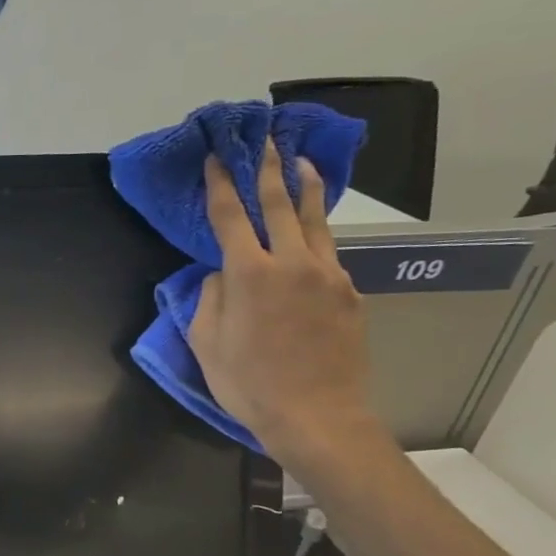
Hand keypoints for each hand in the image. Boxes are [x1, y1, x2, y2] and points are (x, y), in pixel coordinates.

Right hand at [187, 141, 383, 470]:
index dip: (221, 184)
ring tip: (300, 161)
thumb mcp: (206, 344)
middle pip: (280, 204)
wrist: (317, 416)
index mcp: (250, 274)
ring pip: (316, 219)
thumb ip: (210, 298)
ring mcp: (328, 275)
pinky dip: (317, 231)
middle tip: (265, 139)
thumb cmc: (249, 384)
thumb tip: (223, 275)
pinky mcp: (349, 292)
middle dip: (268, 168)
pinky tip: (312, 228)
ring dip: (305, 187)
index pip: (231, 216)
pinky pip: (329, 251)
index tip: (216, 158)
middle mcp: (292, 263)